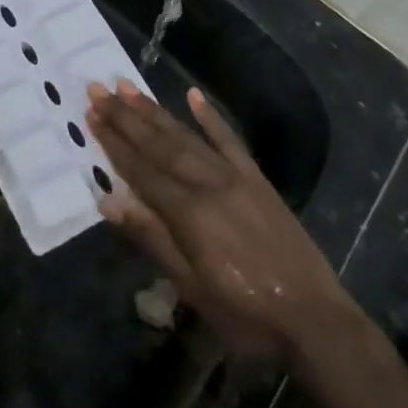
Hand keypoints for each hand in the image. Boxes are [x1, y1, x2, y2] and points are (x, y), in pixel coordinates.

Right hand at [88, 81, 355, 366]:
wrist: (315, 319)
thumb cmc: (245, 314)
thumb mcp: (192, 288)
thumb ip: (152, 239)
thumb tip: (109, 201)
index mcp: (189, 212)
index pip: (142, 170)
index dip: (114, 143)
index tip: (92, 115)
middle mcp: (209, 183)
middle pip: (160, 145)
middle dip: (126, 117)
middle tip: (98, 89)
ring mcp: (236, 177)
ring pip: (188, 137)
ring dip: (156, 111)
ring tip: (129, 88)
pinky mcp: (258, 180)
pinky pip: (230, 140)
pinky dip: (211, 117)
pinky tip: (194, 96)